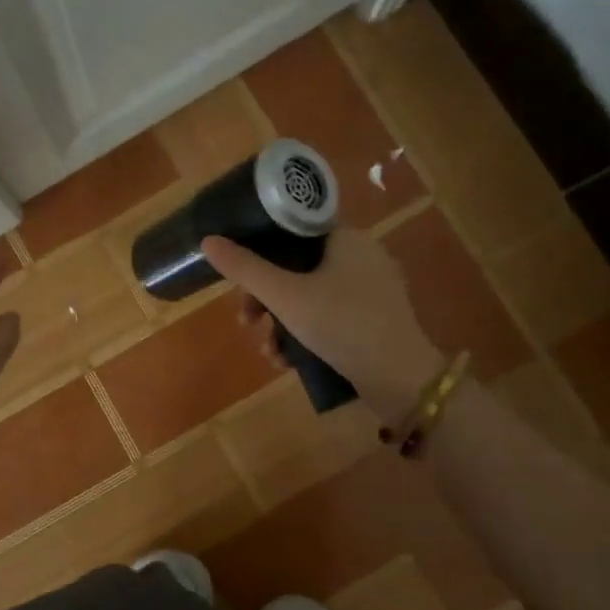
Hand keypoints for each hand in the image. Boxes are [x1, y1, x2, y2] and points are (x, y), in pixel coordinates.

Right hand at [201, 229, 441, 421]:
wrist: (401, 378)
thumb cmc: (341, 325)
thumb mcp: (285, 297)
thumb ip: (245, 269)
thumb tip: (208, 240)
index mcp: (346, 238)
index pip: (292, 230)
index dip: (259, 251)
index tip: (240, 281)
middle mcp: (362, 256)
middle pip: (297, 267)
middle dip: (265, 299)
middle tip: (247, 323)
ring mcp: (372, 290)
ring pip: (310, 295)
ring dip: (281, 323)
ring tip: (268, 352)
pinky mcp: (375, 319)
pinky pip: (329, 316)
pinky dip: (306, 333)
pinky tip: (289, 361)